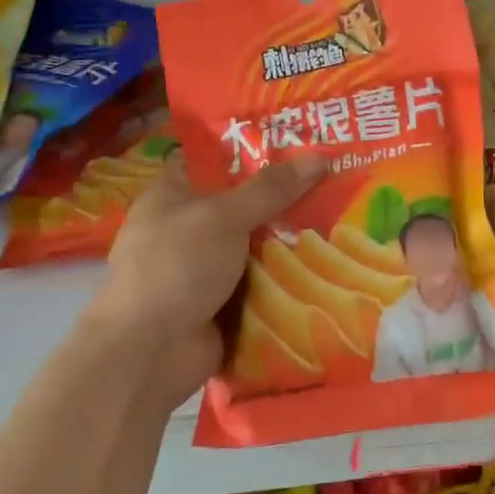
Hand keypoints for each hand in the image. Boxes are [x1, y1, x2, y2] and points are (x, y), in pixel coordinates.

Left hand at [90, 153, 326, 398]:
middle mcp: (189, 227)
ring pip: (258, 245)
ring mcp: (206, 268)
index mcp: (174, 194)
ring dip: (292, 240)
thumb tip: (320, 157)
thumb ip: (270, 189)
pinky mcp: (224, 303)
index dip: (255, 149)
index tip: (302, 142)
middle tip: (338, 179)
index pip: (215, 159)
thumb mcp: (223, 217)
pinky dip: (289, 278)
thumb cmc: (176, 267)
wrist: (149, 352)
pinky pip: (263, 283)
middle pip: (245, 203)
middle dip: (287, 197)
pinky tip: (331, 264)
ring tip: (345, 218)